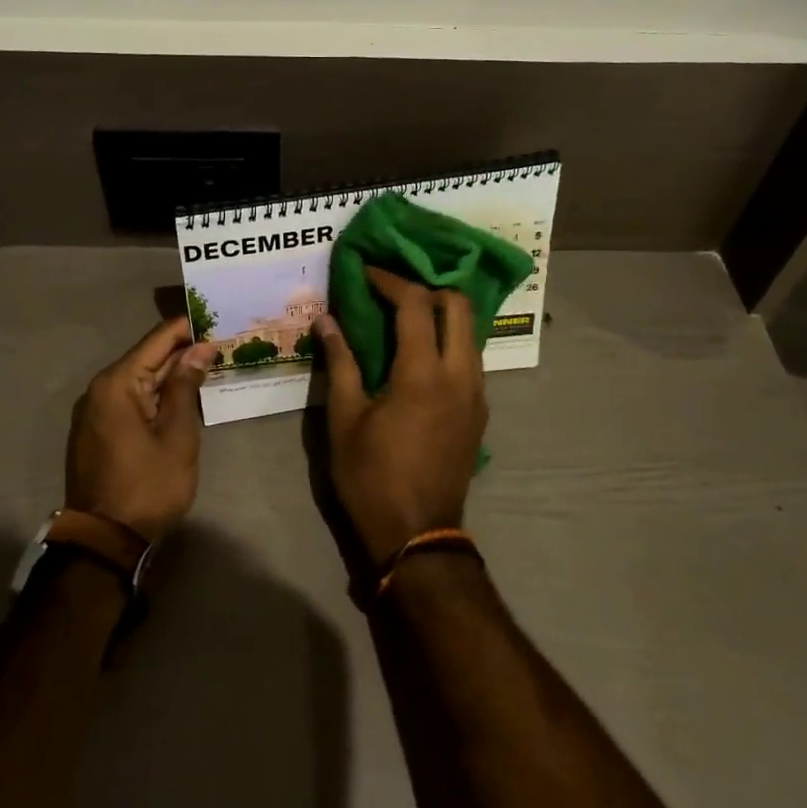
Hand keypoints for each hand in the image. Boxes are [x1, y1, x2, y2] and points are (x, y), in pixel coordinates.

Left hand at [65, 317, 217, 541]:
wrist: (104, 541)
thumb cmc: (147, 485)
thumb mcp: (177, 434)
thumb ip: (186, 386)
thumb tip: (199, 348)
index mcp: (117, 383)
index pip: (158, 339)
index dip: (189, 328)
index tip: (219, 320)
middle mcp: (100, 389)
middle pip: (147, 357)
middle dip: (183, 351)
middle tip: (221, 343)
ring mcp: (95, 411)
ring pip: (140, 379)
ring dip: (171, 373)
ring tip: (209, 365)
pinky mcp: (98, 431)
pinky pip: (131, 399)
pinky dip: (156, 393)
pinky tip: (182, 395)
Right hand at [313, 268, 486, 566]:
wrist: (418, 535)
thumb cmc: (372, 477)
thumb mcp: (344, 419)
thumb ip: (340, 362)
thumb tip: (326, 320)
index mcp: (423, 373)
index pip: (416, 304)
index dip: (391, 280)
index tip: (367, 272)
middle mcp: (460, 374)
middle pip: (458, 305)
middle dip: (427, 287)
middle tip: (394, 289)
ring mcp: (477, 393)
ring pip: (470, 331)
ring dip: (442, 313)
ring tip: (406, 316)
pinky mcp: (480, 411)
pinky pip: (470, 357)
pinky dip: (449, 340)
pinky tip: (421, 353)